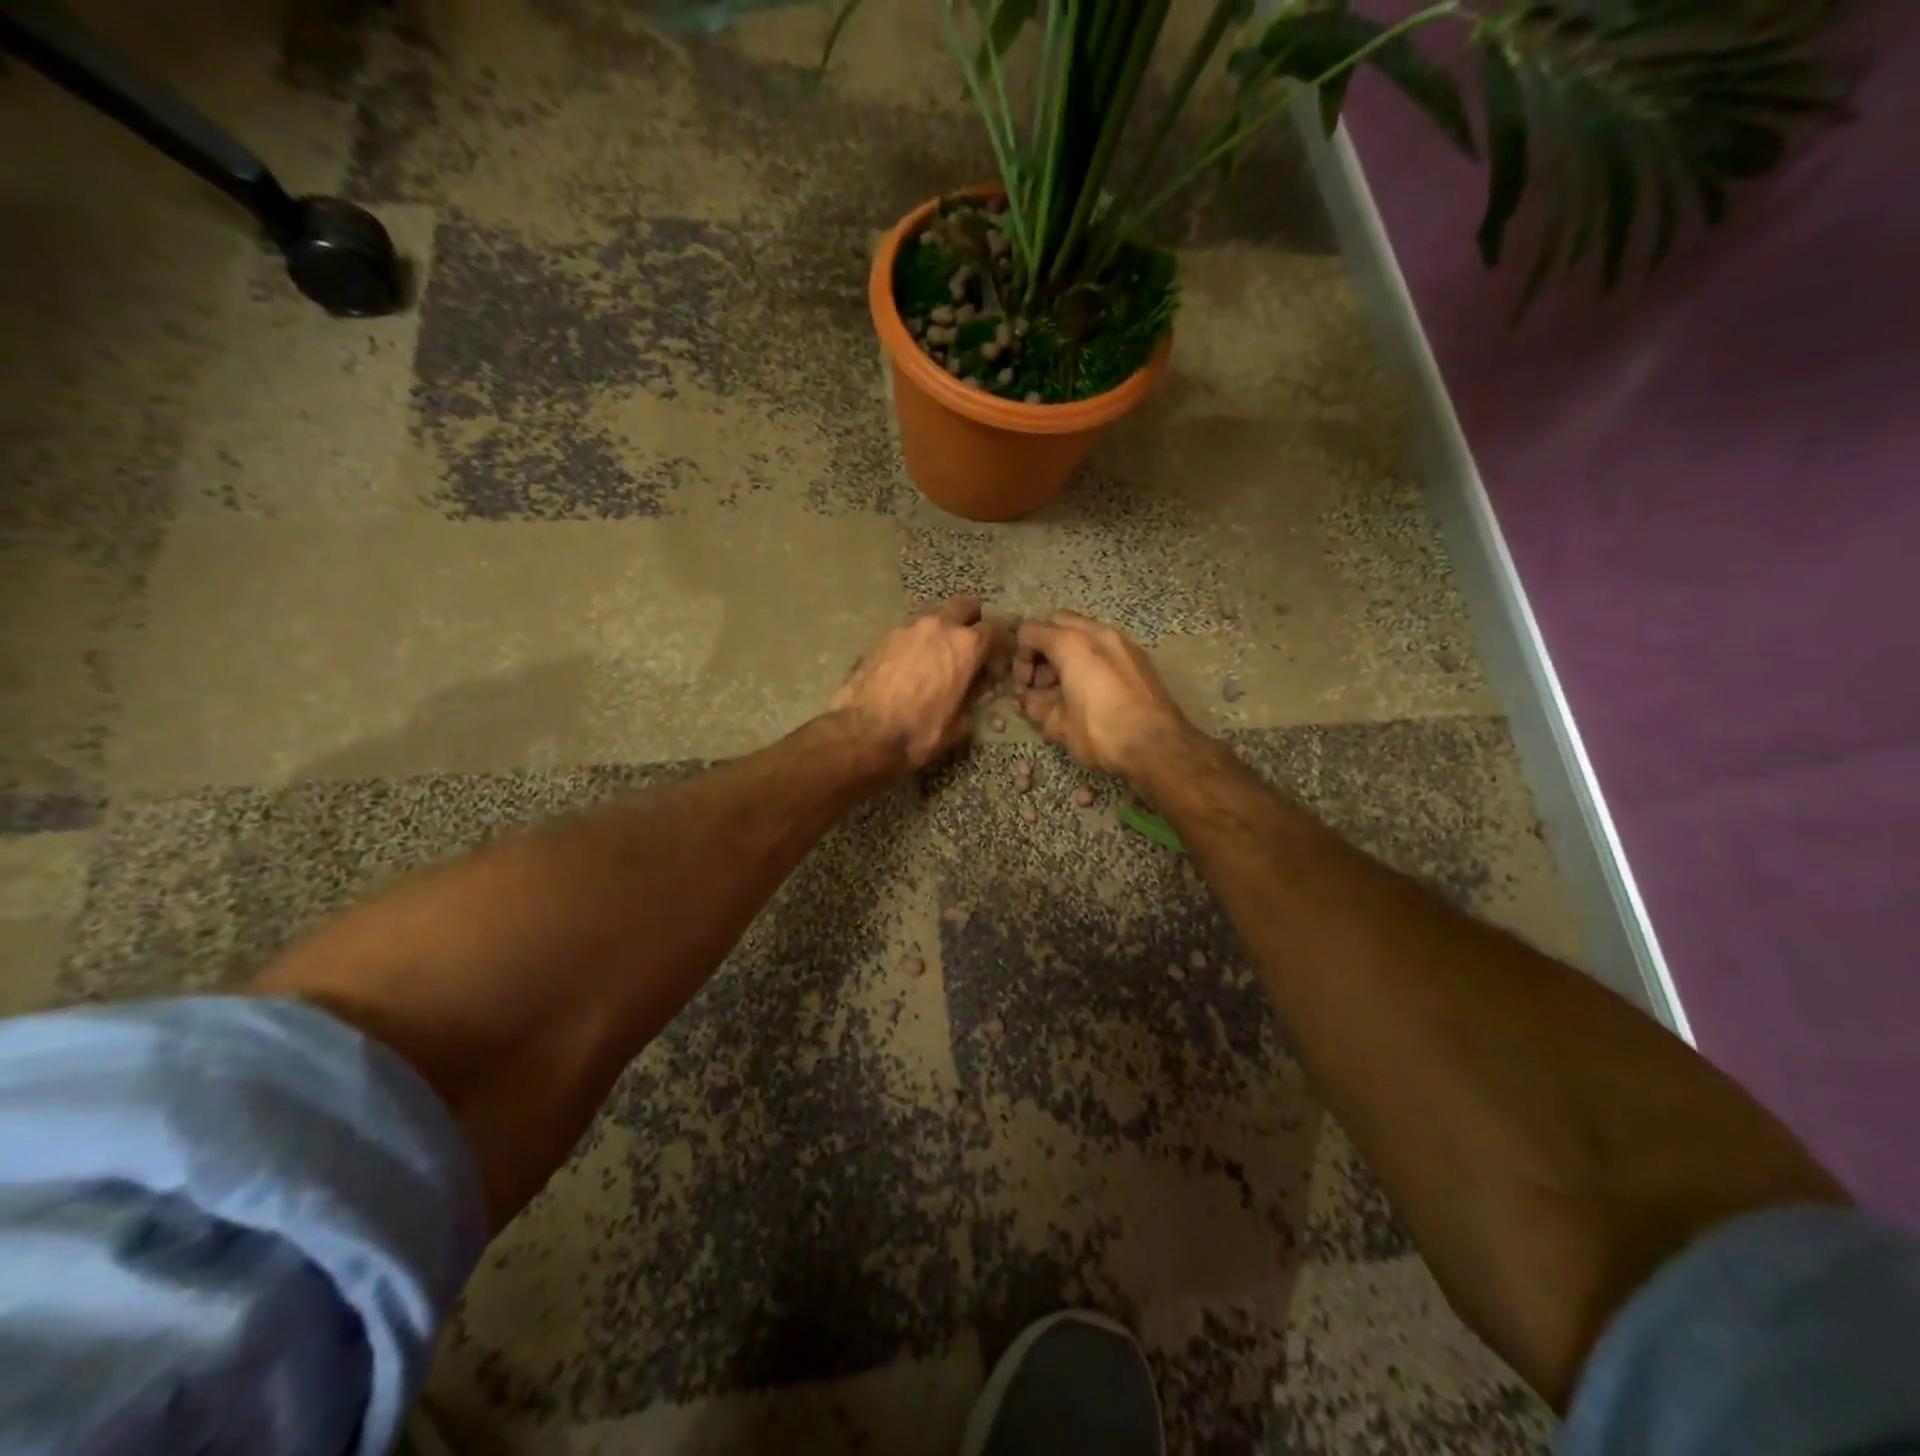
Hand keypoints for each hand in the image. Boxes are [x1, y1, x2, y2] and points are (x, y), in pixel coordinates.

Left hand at [833, 597, 1013, 771]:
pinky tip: (911, 665)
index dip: (1003, 641)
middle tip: (971, 645)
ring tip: (937, 656)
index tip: (1002, 655)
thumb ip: (972, 699)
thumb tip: (976, 690)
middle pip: (965, 606)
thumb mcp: (958, 725)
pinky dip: (916, 642)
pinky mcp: (883, 638)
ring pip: (934, 616)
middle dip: (972, 620)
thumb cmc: (919, 733)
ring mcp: (908, 628)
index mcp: (966, 646)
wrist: (863, 733)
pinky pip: (909, 632)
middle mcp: (939, 627)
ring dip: (942, 630)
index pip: (997, 629)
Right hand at [1015, 612, 1196, 779]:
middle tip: (1041, 681)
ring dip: (1067, 651)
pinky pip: (1105, 646)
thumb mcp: (1058, 725)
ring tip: (1064, 687)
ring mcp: (1123, 642)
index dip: (1019, 656)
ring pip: (1084, 632)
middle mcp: (1097, 632)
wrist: (1158, 746)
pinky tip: (1090, 689)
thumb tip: (1028, 698)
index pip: (1030, 631)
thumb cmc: (1101, 733)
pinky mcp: (1140, 657)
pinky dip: (1090, 657)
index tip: (1024, 685)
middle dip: (1043, 647)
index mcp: (1071, 644)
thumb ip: (1035, 705)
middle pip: (1057, 623)